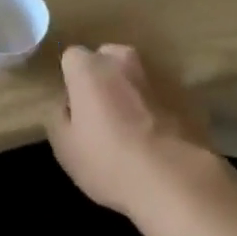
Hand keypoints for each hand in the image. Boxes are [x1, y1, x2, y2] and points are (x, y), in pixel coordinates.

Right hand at [47, 44, 218, 217]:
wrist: (171, 178)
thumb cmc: (108, 160)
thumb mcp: (65, 148)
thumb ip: (58, 118)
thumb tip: (66, 107)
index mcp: (88, 67)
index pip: (71, 57)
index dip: (70, 80)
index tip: (73, 107)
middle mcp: (120, 61)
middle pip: (105, 58)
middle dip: (100, 77)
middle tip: (98, 112)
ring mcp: (151, 77)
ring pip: (131, 75)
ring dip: (126, 91)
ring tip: (126, 126)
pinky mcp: (178, 96)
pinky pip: (153, 96)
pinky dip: (149, 108)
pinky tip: (149, 137)